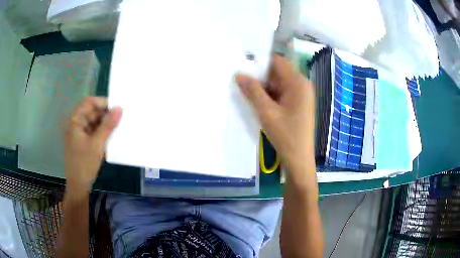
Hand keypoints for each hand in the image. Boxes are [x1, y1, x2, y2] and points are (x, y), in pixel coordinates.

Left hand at [64, 97, 121, 191]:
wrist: (78, 186)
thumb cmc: (84, 164)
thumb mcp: (97, 144)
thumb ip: (108, 126)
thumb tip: (120, 108)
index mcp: (75, 121)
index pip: (88, 103)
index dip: (102, 102)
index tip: (116, 106)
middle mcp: (77, 124)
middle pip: (92, 112)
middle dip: (105, 114)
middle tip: (121, 117)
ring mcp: (80, 134)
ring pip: (94, 122)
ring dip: (105, 124)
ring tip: (119, 126)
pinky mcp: (84, 142)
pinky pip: (95, 132)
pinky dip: (103, 132)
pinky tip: (112, 136)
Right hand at [236, 55, 314, 176]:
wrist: (299, 159)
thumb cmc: (285, 135)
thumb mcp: (266, 112)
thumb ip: (252, 91)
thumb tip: (238, 74)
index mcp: (298, 83)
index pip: (277, 61)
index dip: (260, 62)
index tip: (243, 67)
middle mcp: (302, 85)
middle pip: (278, 72)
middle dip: (260, 76)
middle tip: (242, 82)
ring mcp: (301, 95)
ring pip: (279, 83)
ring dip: (264, 87)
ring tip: (247, 93)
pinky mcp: (298, 104)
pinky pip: (282, 93)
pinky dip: (270, 95)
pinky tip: (259, 102)